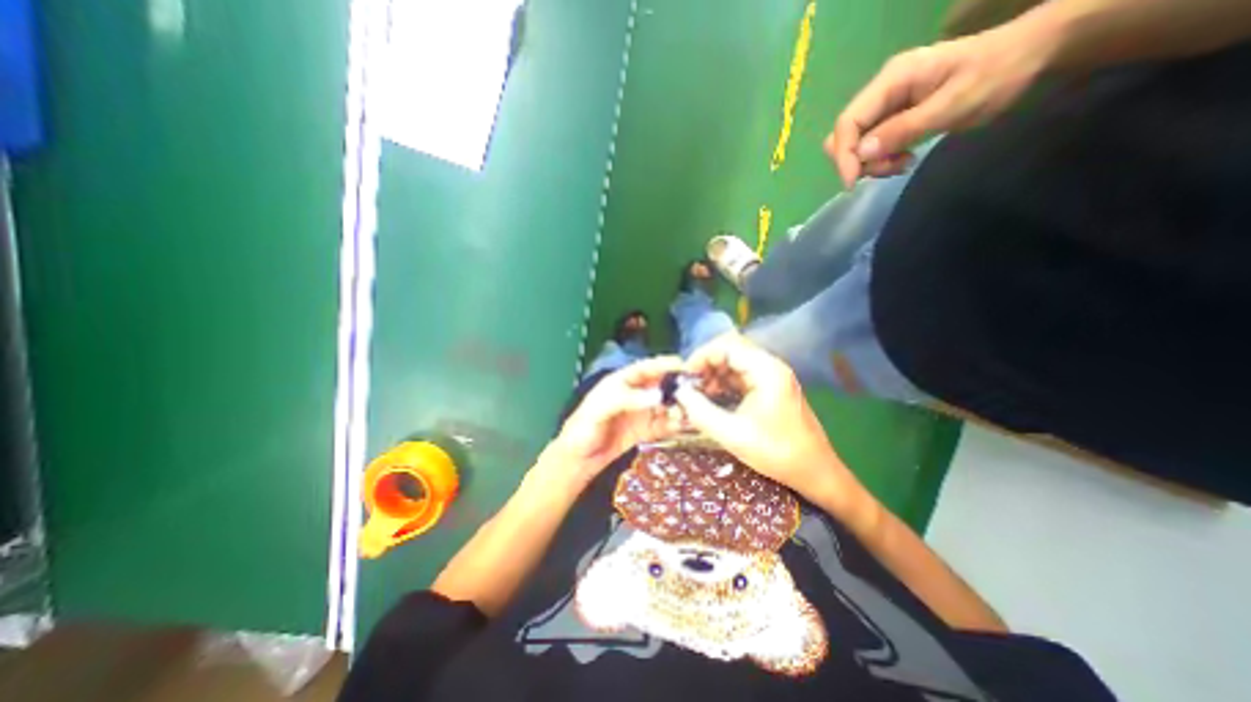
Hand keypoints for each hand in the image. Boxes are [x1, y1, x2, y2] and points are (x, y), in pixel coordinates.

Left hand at [548, 356, 682, 481]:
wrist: (577, 460)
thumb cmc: (583, 428)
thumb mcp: (601, 409)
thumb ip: (628, 400)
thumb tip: (658, 395)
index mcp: (620, 382)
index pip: (645, 368)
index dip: (663, 365)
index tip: (683, 365)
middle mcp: (633, 394)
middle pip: (659, 385)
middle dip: (676, 386)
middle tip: (695, 390)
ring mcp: (640, 413)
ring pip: (664, 405)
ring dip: (678, 406)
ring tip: (692, 410)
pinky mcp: (644, 430)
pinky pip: (662, 424)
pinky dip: (673, 424)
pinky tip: (683, 425)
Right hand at [674, 335, 873, 514]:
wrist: (816, 472)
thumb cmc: (777, 453)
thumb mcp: (732, 434)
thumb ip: (700, 412)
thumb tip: (678, 393)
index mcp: (766, 370)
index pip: (727, 346)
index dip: (702, 356)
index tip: (684, 376)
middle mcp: (770, 367)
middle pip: (731, 351)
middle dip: (706, 366)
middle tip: (688, 386)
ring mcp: (772, 377)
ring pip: (734, 364)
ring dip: (713, 375)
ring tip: (696, 394)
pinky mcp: (770, 389)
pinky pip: (741, 377)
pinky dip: (723, 384)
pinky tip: (712, 399)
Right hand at [829, 20, 1046, 184]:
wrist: (1027, 57)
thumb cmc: (996, 74)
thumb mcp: (953, 104)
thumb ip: (904, 129)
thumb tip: (860, 154)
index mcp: (891, 80)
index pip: (847, 122)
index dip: (844, 155)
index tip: (853, 183)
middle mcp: (880, 93)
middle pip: (845, 136)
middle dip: (857, 161)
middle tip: (890, 168)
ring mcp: (885, 106)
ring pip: (855, 145)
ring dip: (871, 163)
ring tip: (902, 163)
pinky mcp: (891, 118)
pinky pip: (871, 147)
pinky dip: (881, 160)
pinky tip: (904, 158)